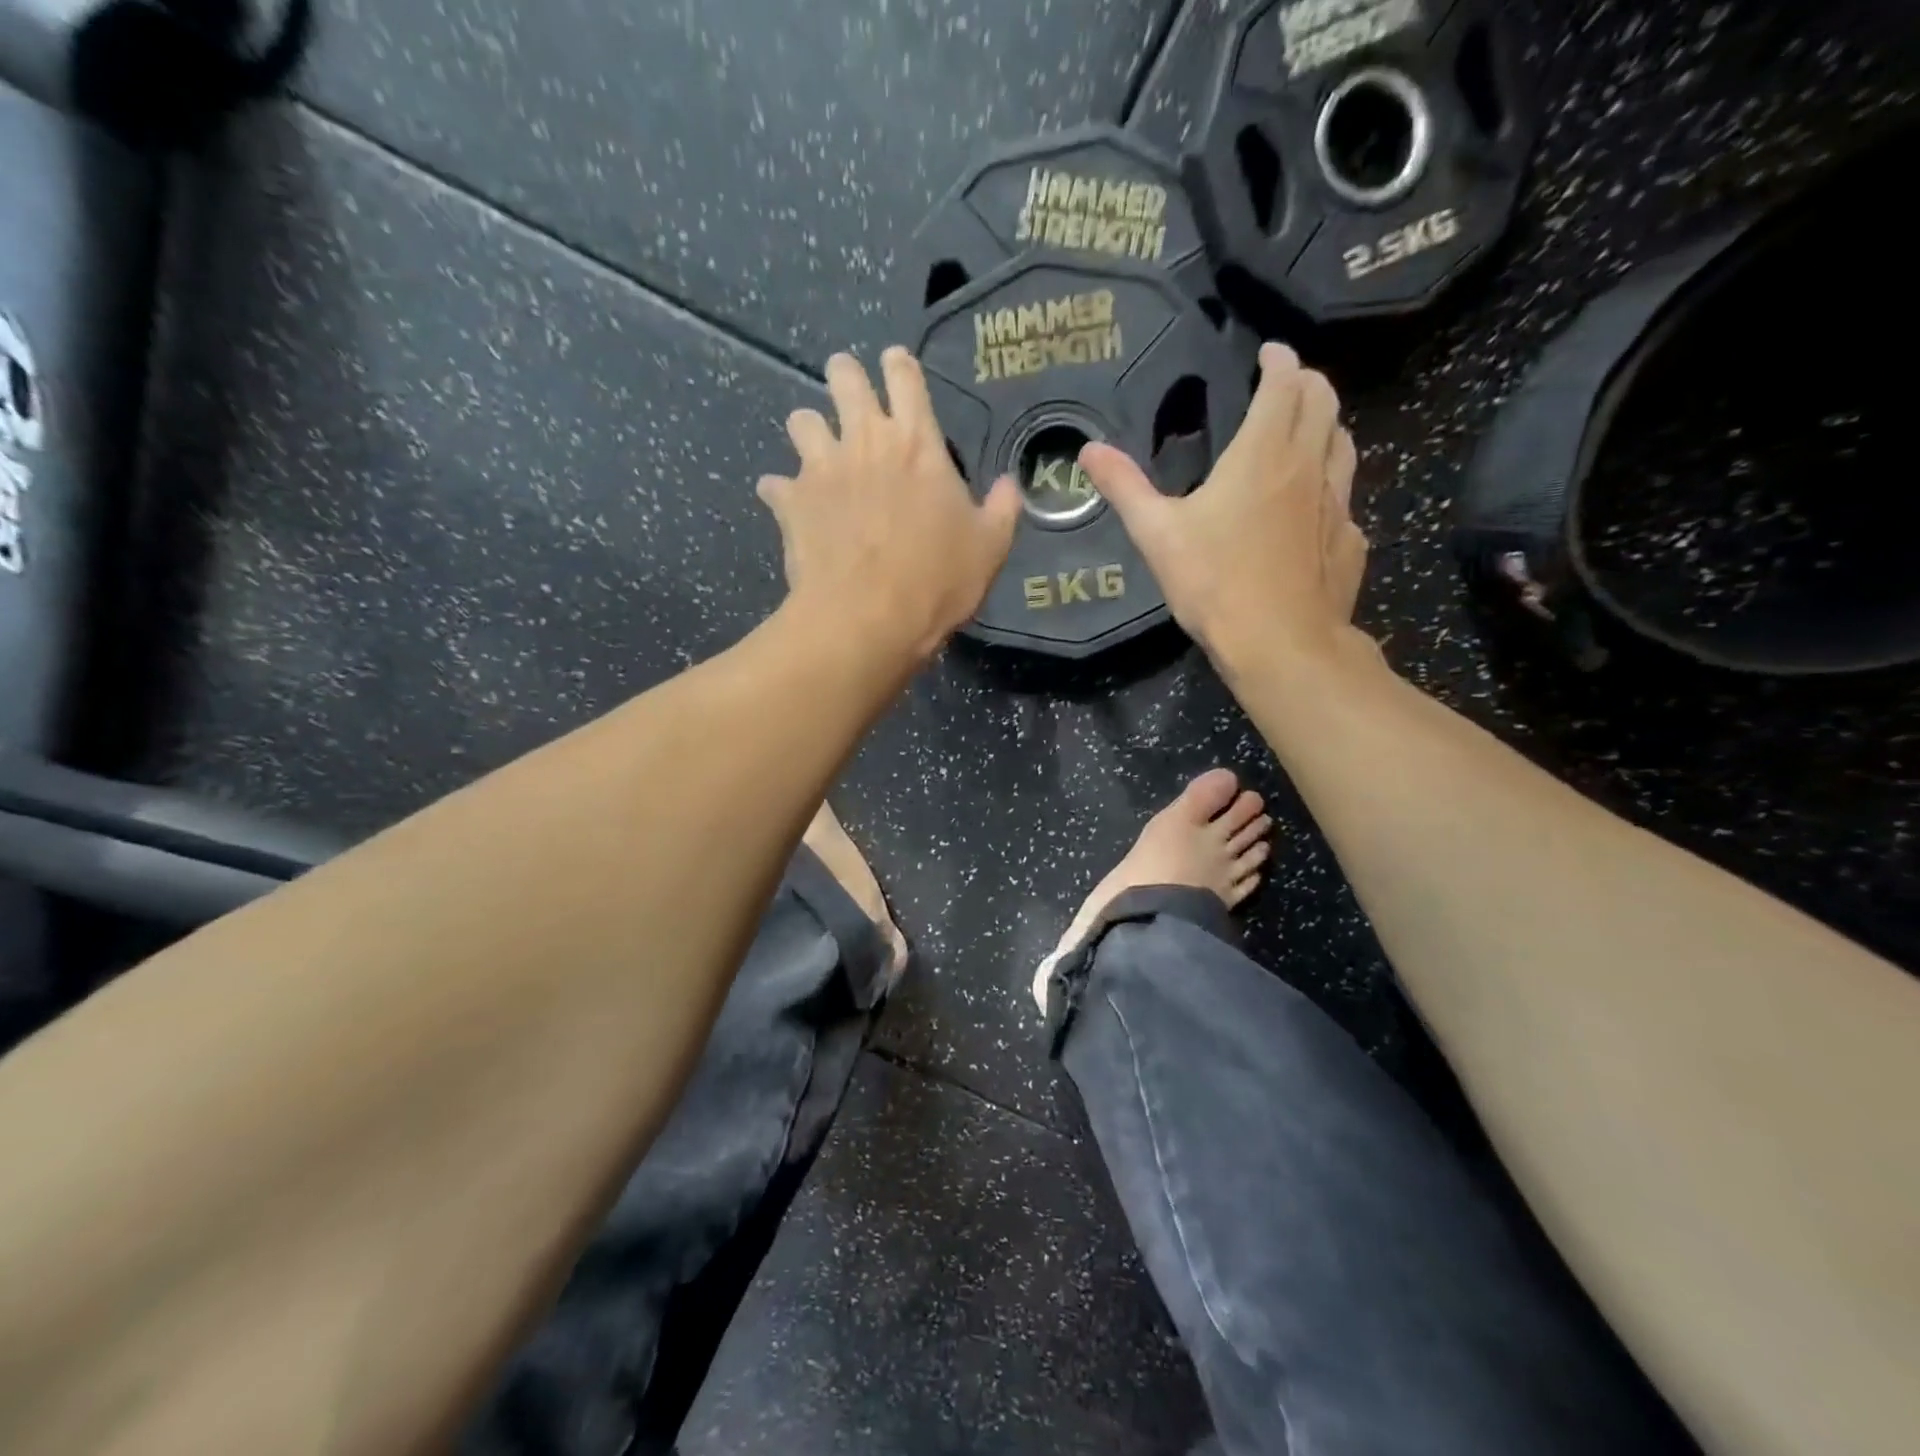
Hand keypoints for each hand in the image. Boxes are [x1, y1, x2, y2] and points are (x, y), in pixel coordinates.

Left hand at [758, 348, 1022, 663]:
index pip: (905, 377)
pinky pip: (775, 484)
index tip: (895, 364)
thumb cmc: (936, 582)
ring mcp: (821, 468)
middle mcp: (865, 440)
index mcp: (917, 443)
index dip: (899, 365)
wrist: (868, 619)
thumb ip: (1002, 509)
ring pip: (801, 420)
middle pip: (844, 377)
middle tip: (849, 391)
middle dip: (845, 376)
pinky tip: (789, 505)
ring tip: (817, 451)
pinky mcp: (791, 502)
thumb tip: (1010, 484)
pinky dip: (781, 491)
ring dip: (809, 430)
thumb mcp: (989, 548)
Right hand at [1077, 342, 1368, 671]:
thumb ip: (1124, 487)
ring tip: (1306, 431)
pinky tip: (1313, 505)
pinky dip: (1330, 482)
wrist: (1280, 643)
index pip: (1285, 384)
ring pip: (1342, 444)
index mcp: (1262, 454)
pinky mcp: (1348, 540)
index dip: (1280, 360)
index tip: (1269, 352)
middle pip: (1325, 402)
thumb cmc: (1215, 583)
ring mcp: (1336, 504)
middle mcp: (1307, 467)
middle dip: (1309, 382)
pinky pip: (1344, 496)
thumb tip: (1088, 450)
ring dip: (1326, 425)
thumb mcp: (1157, 534)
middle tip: (1288, 383)